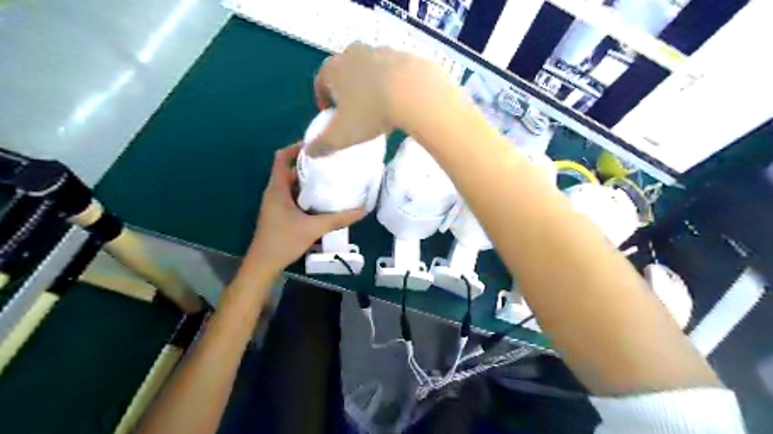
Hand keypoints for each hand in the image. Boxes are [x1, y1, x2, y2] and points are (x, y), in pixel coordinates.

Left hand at [248, 144, 365, 274]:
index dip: (296, 148)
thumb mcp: (313, 229)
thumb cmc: (284, 241)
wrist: (263, 264)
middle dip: (310, 165)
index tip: (316, 145)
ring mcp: (276, 203)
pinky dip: (306, 195)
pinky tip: (323, 201)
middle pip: (291, 170)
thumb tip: (362, 210)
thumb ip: (338, 219)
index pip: (282, 158)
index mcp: (278, 188)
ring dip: (309, 182)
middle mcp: (275, 192)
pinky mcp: (279, 213)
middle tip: (331, 164)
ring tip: (331, 180)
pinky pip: (293, 197)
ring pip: (293, 185)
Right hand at [310, 42, 454, 155]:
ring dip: (370, 85)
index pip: (320, 81)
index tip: (330, 113)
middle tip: (354, 110)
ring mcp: (380, 51)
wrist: (413, 92)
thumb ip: (322, 145)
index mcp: (333, 69)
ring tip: (378, 106)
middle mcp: (353, 53)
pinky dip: (391, 82)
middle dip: (346, 89)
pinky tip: (398, 99)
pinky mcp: (403, 55)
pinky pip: (392, 70)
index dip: (322, 98)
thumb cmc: (370, 113)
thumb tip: (310, 152)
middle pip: (345, 71)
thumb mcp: (341, 136)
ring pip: (369, 69)